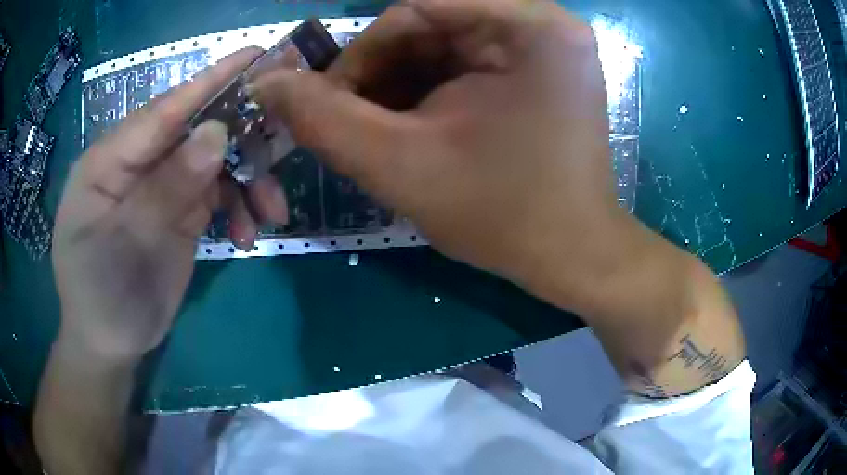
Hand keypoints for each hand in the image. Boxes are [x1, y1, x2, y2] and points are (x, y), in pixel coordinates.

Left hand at [53, 47, 288, 360]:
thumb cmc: (101, 297)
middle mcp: (137, 163)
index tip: (254, 56)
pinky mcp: (179, 211)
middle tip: (284, 143)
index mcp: (110, 160)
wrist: (109, 344)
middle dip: (241, 137)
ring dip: (248, 182)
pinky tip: (248, 235)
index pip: (163, 110)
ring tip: (270, 213)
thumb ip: (166, 189)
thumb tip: (217, 133)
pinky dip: (239, 208)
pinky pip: (217, 194)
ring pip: (214, 162)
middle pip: (195, 130)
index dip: (208, 81)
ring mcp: (160, 186)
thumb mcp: (126, 246)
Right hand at [251, 0, 630, 304]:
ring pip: (448, 45)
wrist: (574, 256)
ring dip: (403, 85)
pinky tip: (417, 127)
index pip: (416, 10)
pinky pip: (470, 63)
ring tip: (384, 131)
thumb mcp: (401, 166)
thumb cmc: (504, 216)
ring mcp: (548, 47)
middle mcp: (546, 24)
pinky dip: (433, 91)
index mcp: (530, 26)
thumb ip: (323, 119)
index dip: (362, 53)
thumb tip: (266, 82)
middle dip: (383, 73)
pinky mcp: (543, 71)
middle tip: (355, 122)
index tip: (332, 102)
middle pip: (434, 25)